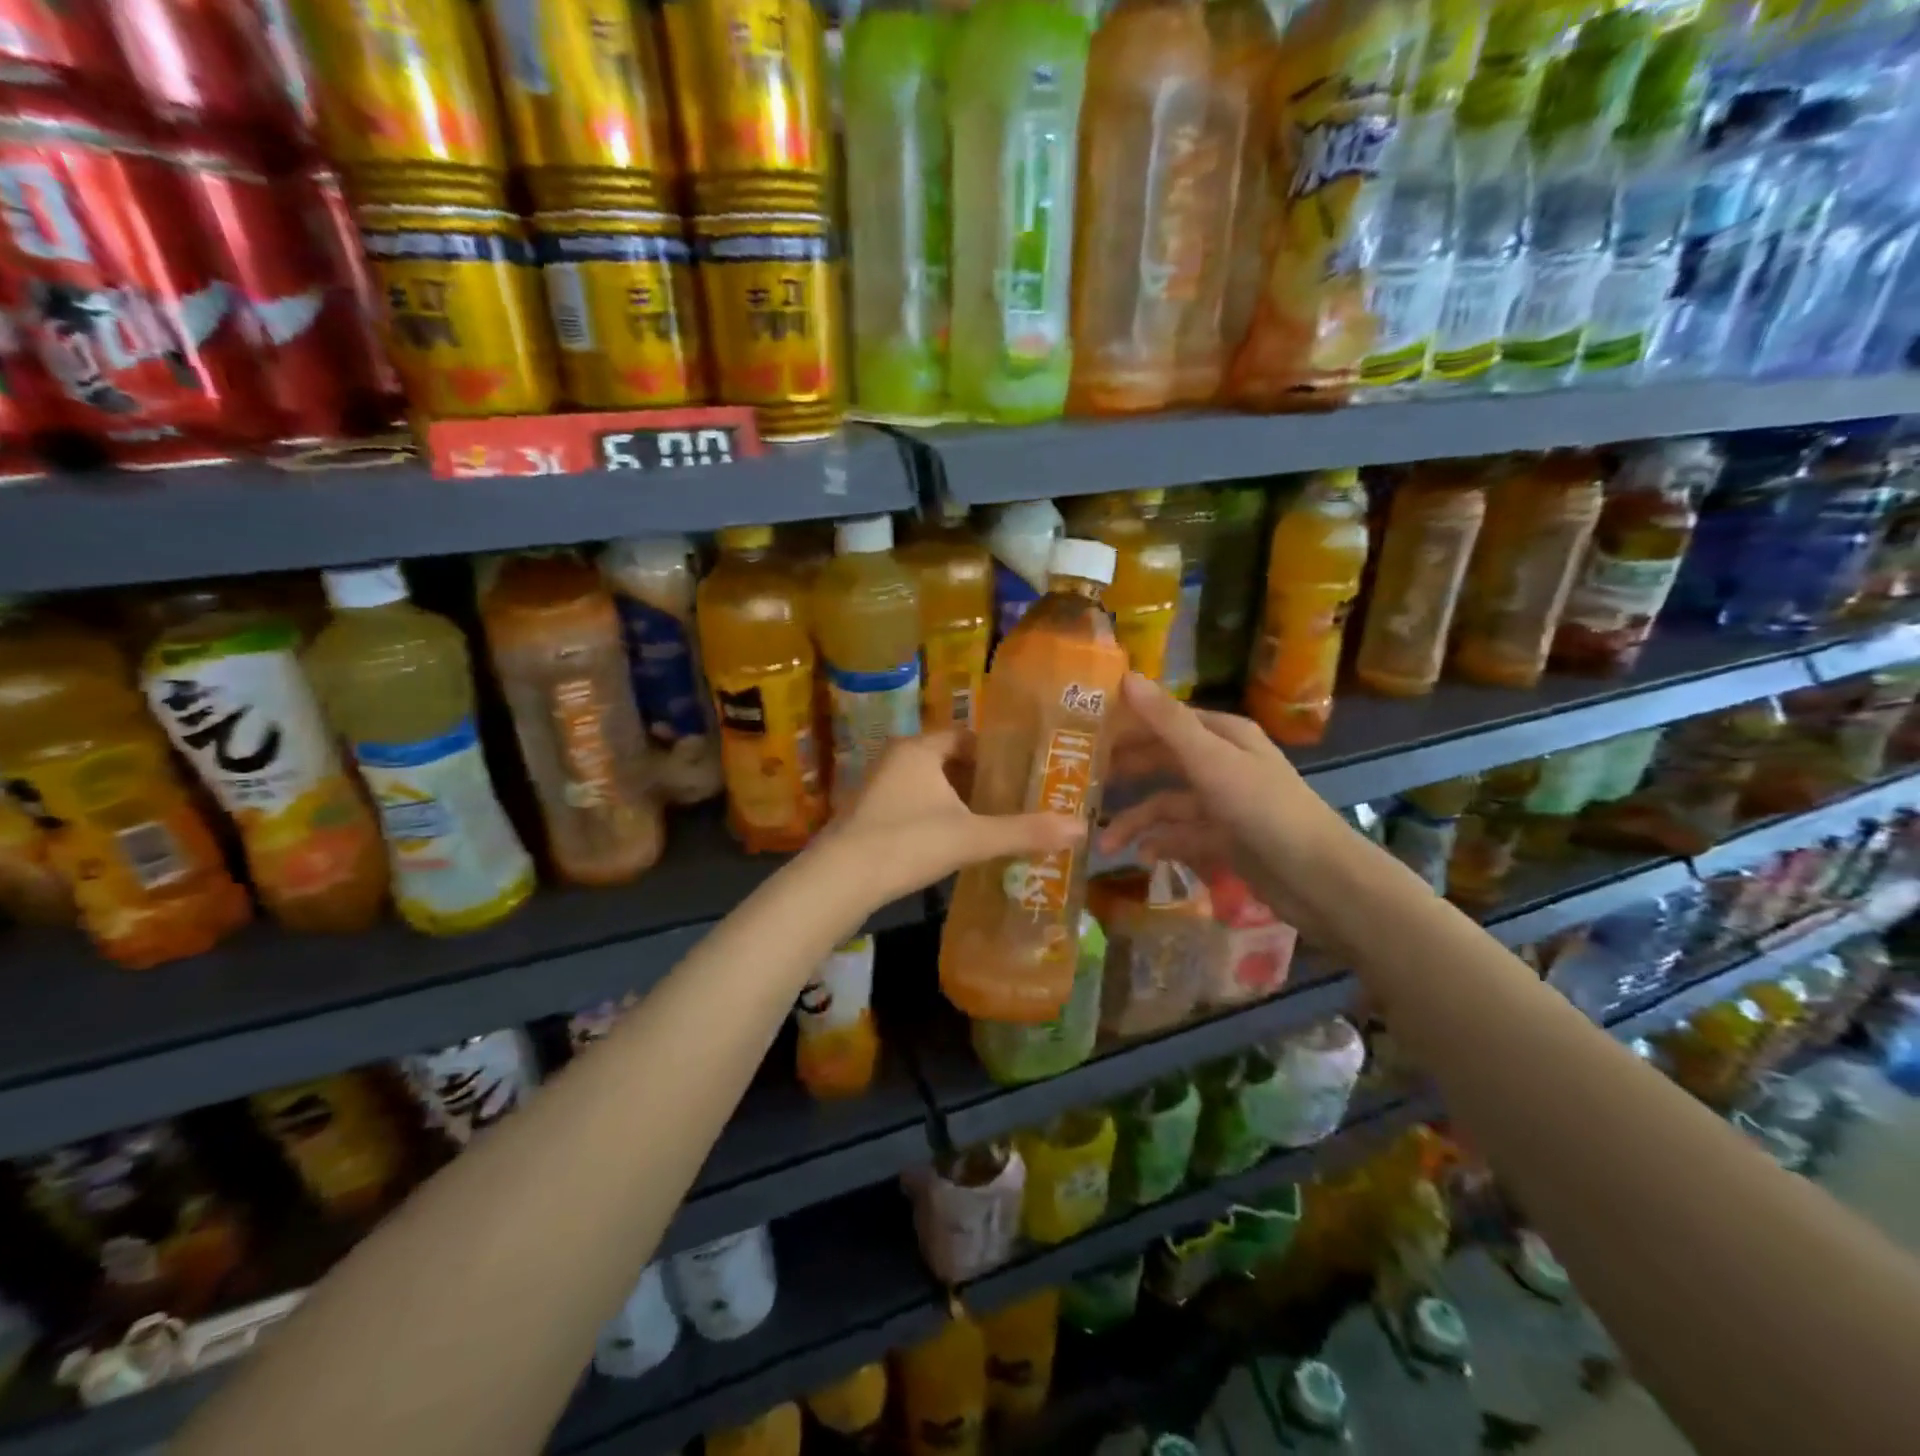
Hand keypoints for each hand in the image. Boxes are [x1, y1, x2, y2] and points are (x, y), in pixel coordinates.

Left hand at [812, 729, 1086, 907]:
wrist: (839, 881)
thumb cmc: (907, 843)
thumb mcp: (972, 837)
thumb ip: (1024, 832)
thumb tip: (1081, 828)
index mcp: (918, 749)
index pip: (965, 736)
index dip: (995, 751)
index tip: (1023, 770)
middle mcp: (895, 758)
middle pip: (947, 759)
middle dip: (978, 778)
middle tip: (1014, 796)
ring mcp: (877, 786)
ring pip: (928, 783)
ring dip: (956, 798)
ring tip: (991, 818)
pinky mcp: (867, 814)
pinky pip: (911, 803)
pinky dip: (934, 814)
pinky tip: (953, 838)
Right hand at [1098, 674, 1353, 941]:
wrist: (1319, 879)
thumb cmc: (1263, 809)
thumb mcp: (1211, 761)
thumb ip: (1166, 722)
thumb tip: (1125, 676)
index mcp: (1223, 735)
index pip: (1165, 719)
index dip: (1127, 724)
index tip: (1083, 733)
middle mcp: (1222, 763)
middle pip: (1162, 761)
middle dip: (1125, 773)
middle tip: (1081, 784)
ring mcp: (1223, 803)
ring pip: (1167, 804)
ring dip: (1137, 821)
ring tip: (1106, 843)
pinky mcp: (1224, 839)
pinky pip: (1182, 835)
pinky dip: (1161, 844)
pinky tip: (1142, 857)